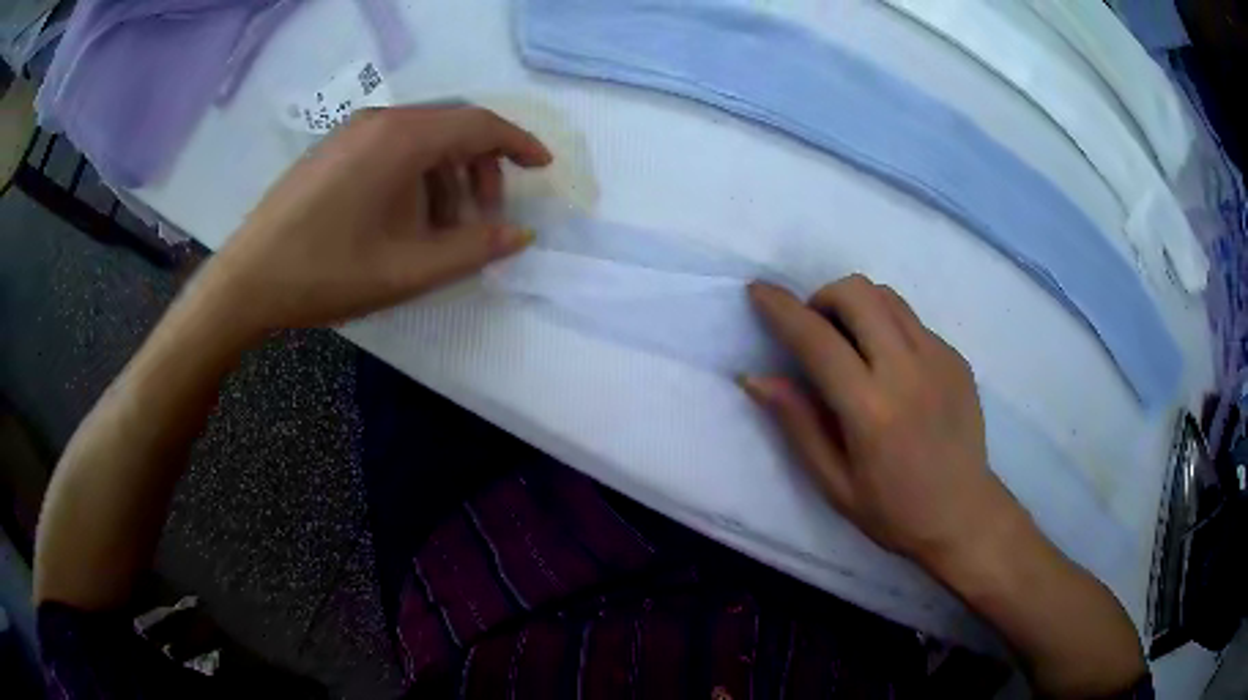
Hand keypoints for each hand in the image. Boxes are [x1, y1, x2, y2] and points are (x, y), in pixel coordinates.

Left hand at [195, 106, 551, 338]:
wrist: (247, 280)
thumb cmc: (326, 273)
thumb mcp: (408, 270)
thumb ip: (472, 249)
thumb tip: (520, 235)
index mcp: (402, 138)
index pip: (480, 124)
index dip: (519, 144)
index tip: (543, 168)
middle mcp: (381, 120)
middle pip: (452, 128)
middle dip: (482, 169)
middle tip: (484, 220)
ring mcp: (353, 131)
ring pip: (422, 139)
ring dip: (447, 177)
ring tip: (442, 230)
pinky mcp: (334, 148)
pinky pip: (392, 147)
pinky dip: (416, 176)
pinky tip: (404, 218)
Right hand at [743, 276, 1023, 572]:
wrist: (964, 515)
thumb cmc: (893, 511)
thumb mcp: (833, 483)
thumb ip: (797, 424)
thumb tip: (755, 378)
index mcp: (872, 410)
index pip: (817, 340)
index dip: (781, 309)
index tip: (758, 290)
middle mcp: (908, 371)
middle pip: (857, 293)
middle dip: (823, 298)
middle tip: (817, 333)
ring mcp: (939, 358)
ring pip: (887, 296)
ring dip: (856, 305)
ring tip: (851, 345)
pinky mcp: (957, 358)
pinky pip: (912, 320)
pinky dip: (887, 327)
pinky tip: (890, 369)